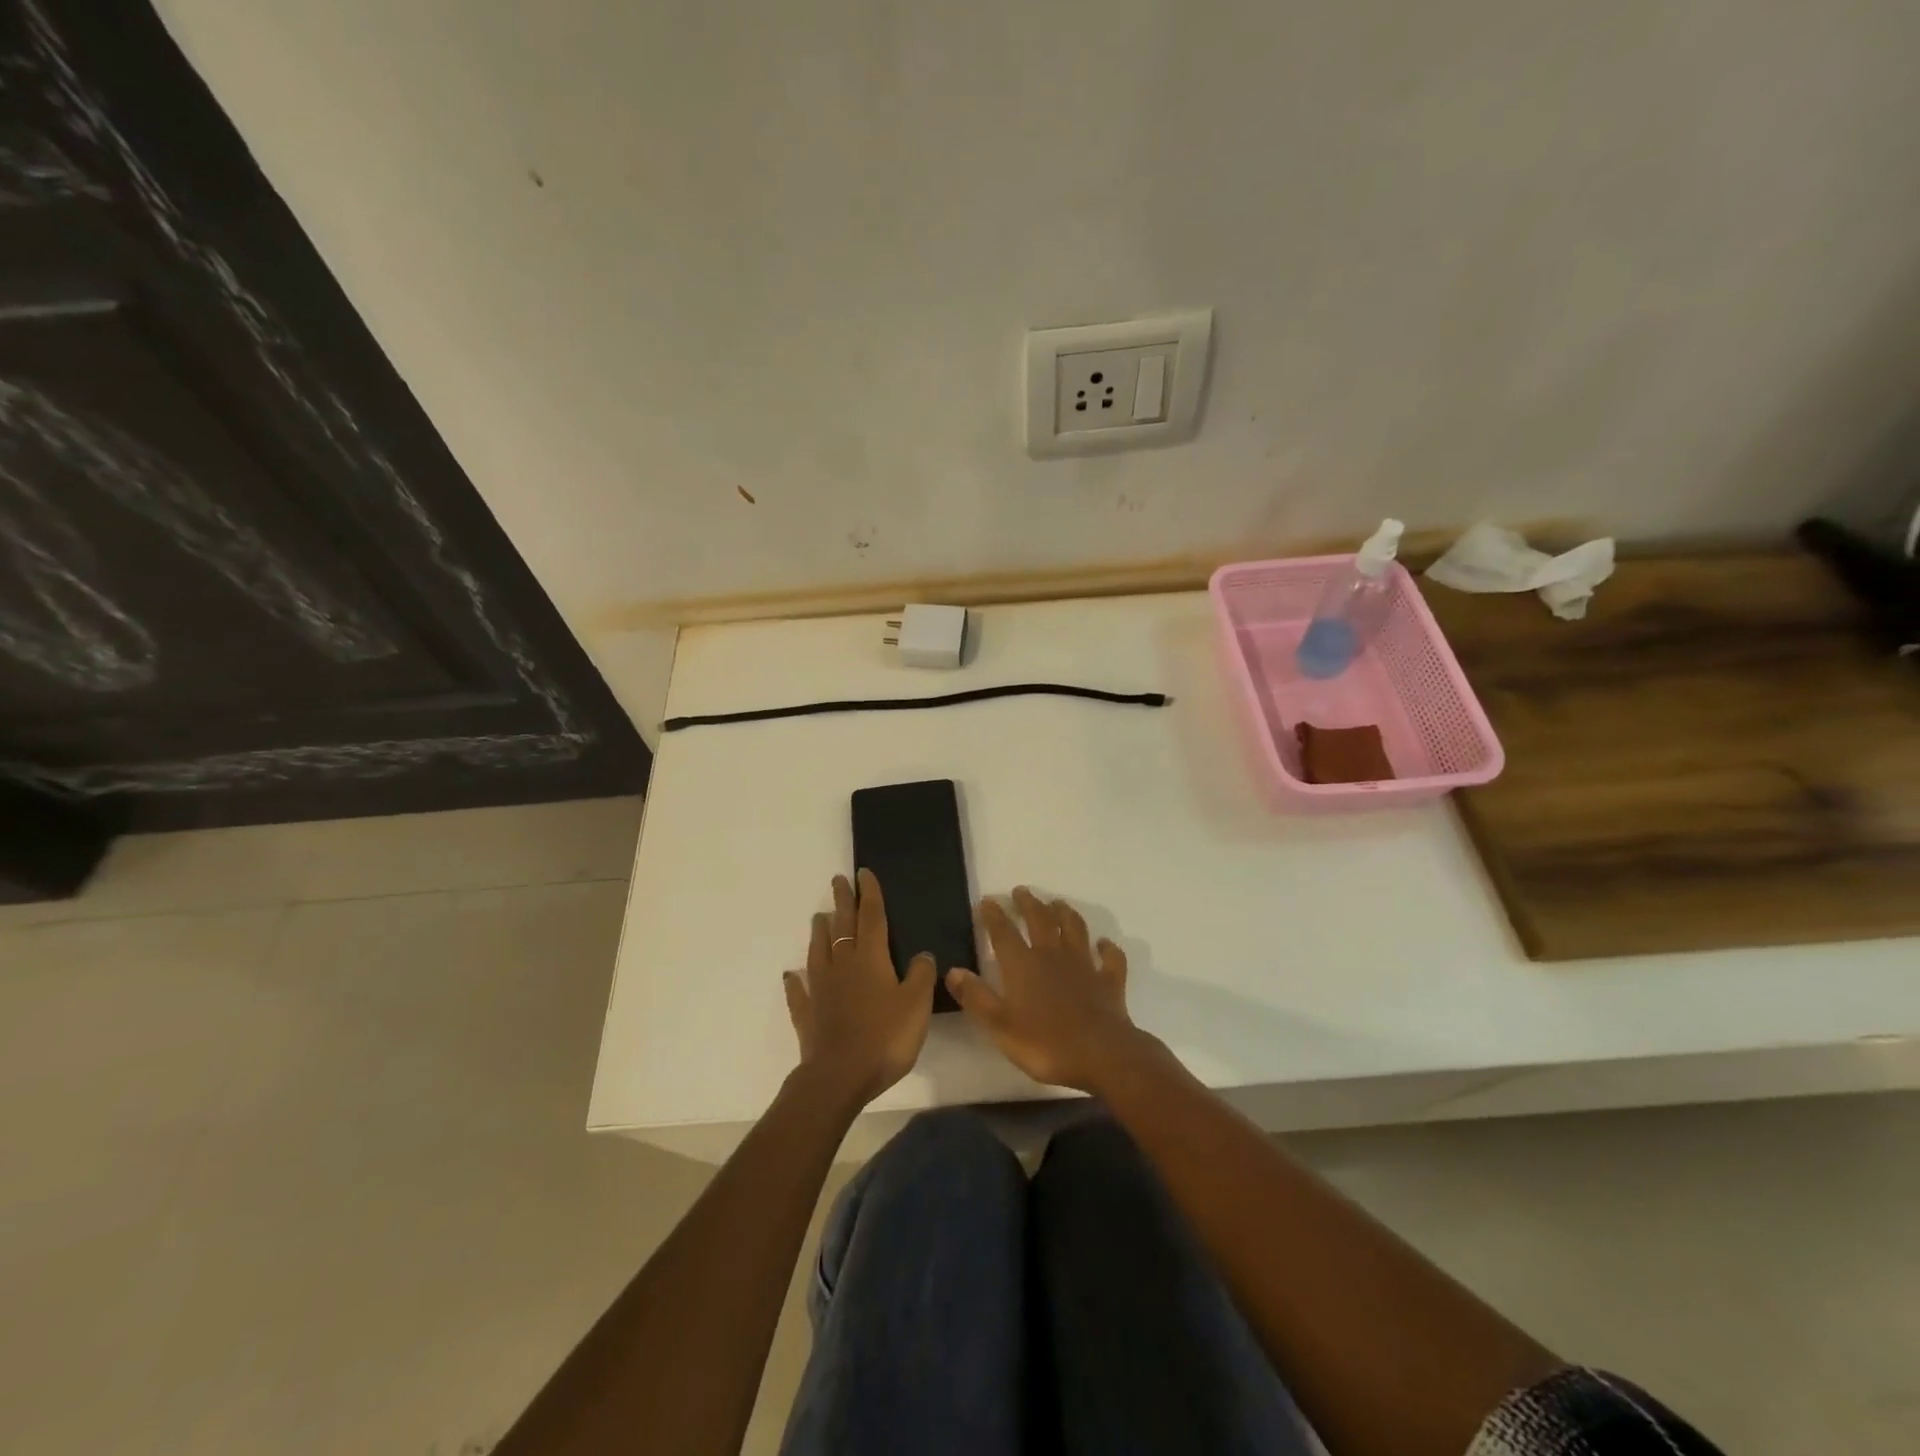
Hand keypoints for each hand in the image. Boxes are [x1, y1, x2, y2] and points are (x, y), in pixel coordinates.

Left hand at [784, 869, 935, 1107]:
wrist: (839, 1077)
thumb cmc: (884, 1037)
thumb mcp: (916, 1005)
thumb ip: (921, 976)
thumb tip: (922, 954)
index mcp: (871, 959)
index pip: (871, 917)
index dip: (869, 894)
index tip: (863, 873)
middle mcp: (843, 966)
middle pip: (842, 927)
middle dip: (842, 902)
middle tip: (838, 880)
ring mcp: (821, 989)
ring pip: (818, 952)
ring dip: (819, 932)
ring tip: (819, 916)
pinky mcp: (807, 1014)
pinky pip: (800, 992)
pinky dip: (795, 981)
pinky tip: (790, 975)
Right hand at [945, 887, 1143, 1093]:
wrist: (1101, 1055)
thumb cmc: (1045, 1044)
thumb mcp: (999, 1026)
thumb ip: (976, 997)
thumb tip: (952, 971)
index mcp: (1023, 965)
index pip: (1004, 933)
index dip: (994, 916)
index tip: (987, 901)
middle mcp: (1053, 956)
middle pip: (1040, 921)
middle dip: (1029, 904)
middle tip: (1022, 891)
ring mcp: (1084, 965)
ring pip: (1074, 929)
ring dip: (1065, 913)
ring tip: (1057, 903)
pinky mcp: (1109, 981)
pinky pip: (1110, 958)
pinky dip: (1107, 948)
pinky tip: (1104, 943)